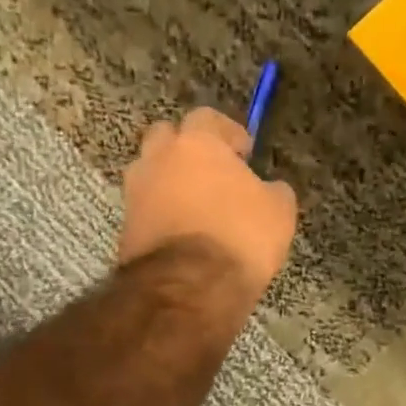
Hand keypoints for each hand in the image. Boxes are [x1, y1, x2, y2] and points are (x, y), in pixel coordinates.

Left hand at [119, 107, 298, 301]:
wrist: (188, 288)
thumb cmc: (240, 236)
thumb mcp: (279, 210)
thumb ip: (272, 189)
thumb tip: (268, 188)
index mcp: (196, 143)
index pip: (206, 117)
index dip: (227, 132)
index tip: (243, 152)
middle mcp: (158, 158)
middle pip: (167, 137)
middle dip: (187, 149)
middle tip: (212, 171)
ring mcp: (136, 192)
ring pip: (152, 172)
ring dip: (171, 181)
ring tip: (197, 205)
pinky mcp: (125, 226)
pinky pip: (146, 207)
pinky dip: (162, 212)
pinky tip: (184, 231)